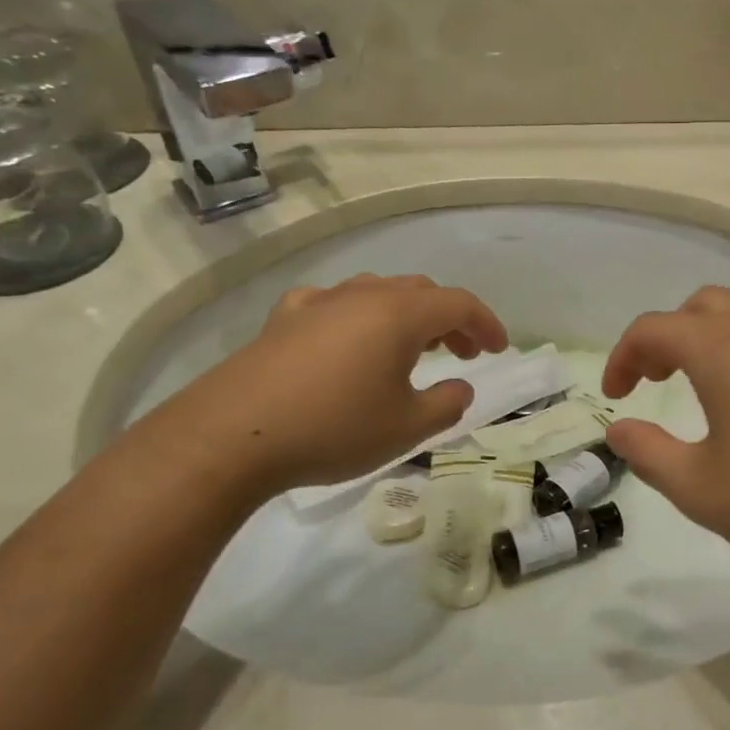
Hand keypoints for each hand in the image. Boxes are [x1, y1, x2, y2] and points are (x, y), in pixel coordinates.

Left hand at [131, 275, 507, 502]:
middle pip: (421, 292)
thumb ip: (447, 404)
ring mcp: (319, 303)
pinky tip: (348, 340)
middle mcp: (363, 296)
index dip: (486, 324)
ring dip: (407, 315)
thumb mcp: (407, 428)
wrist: (231, 437)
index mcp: (400, 314)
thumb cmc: (333, 429)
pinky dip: (358, 317)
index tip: (499, 350)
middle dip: (450, 320)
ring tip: (413, 348)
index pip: (459, 304)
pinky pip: (334, 305)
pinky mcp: (283, 319)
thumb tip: (460, 386)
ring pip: (378, 292)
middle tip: (461, 353)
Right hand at [601, 288, 729, 582]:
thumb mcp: (702, 489)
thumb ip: (649, 454)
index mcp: (722, 347)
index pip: (653, 329)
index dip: (623, 357)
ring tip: (703, 386)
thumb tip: (619, 428)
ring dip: (709, 337)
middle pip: (699, 307)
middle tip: (655, 381)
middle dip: (667, 337)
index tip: (615, 395)